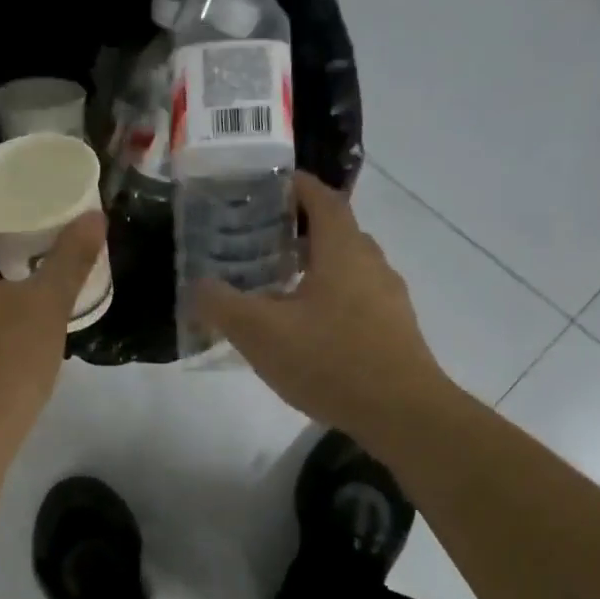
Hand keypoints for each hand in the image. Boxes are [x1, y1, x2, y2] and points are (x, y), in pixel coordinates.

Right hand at [192, 173, 450, 450]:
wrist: (400, 412)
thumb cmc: (329, 360)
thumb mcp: (260, 333)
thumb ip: (221, 305)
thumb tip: (198, 285)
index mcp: (342, 250)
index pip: (322, 198)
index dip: (296, 186)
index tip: (269, 186)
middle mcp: (371, 263)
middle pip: (336, 232)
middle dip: (299, 231)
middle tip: (260, 243)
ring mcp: (388, 297)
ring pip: (347, 268)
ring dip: (315, 268)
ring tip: (278, 288)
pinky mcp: (394, 329)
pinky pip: (357, 299)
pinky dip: (330, 299)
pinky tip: (308, 331)